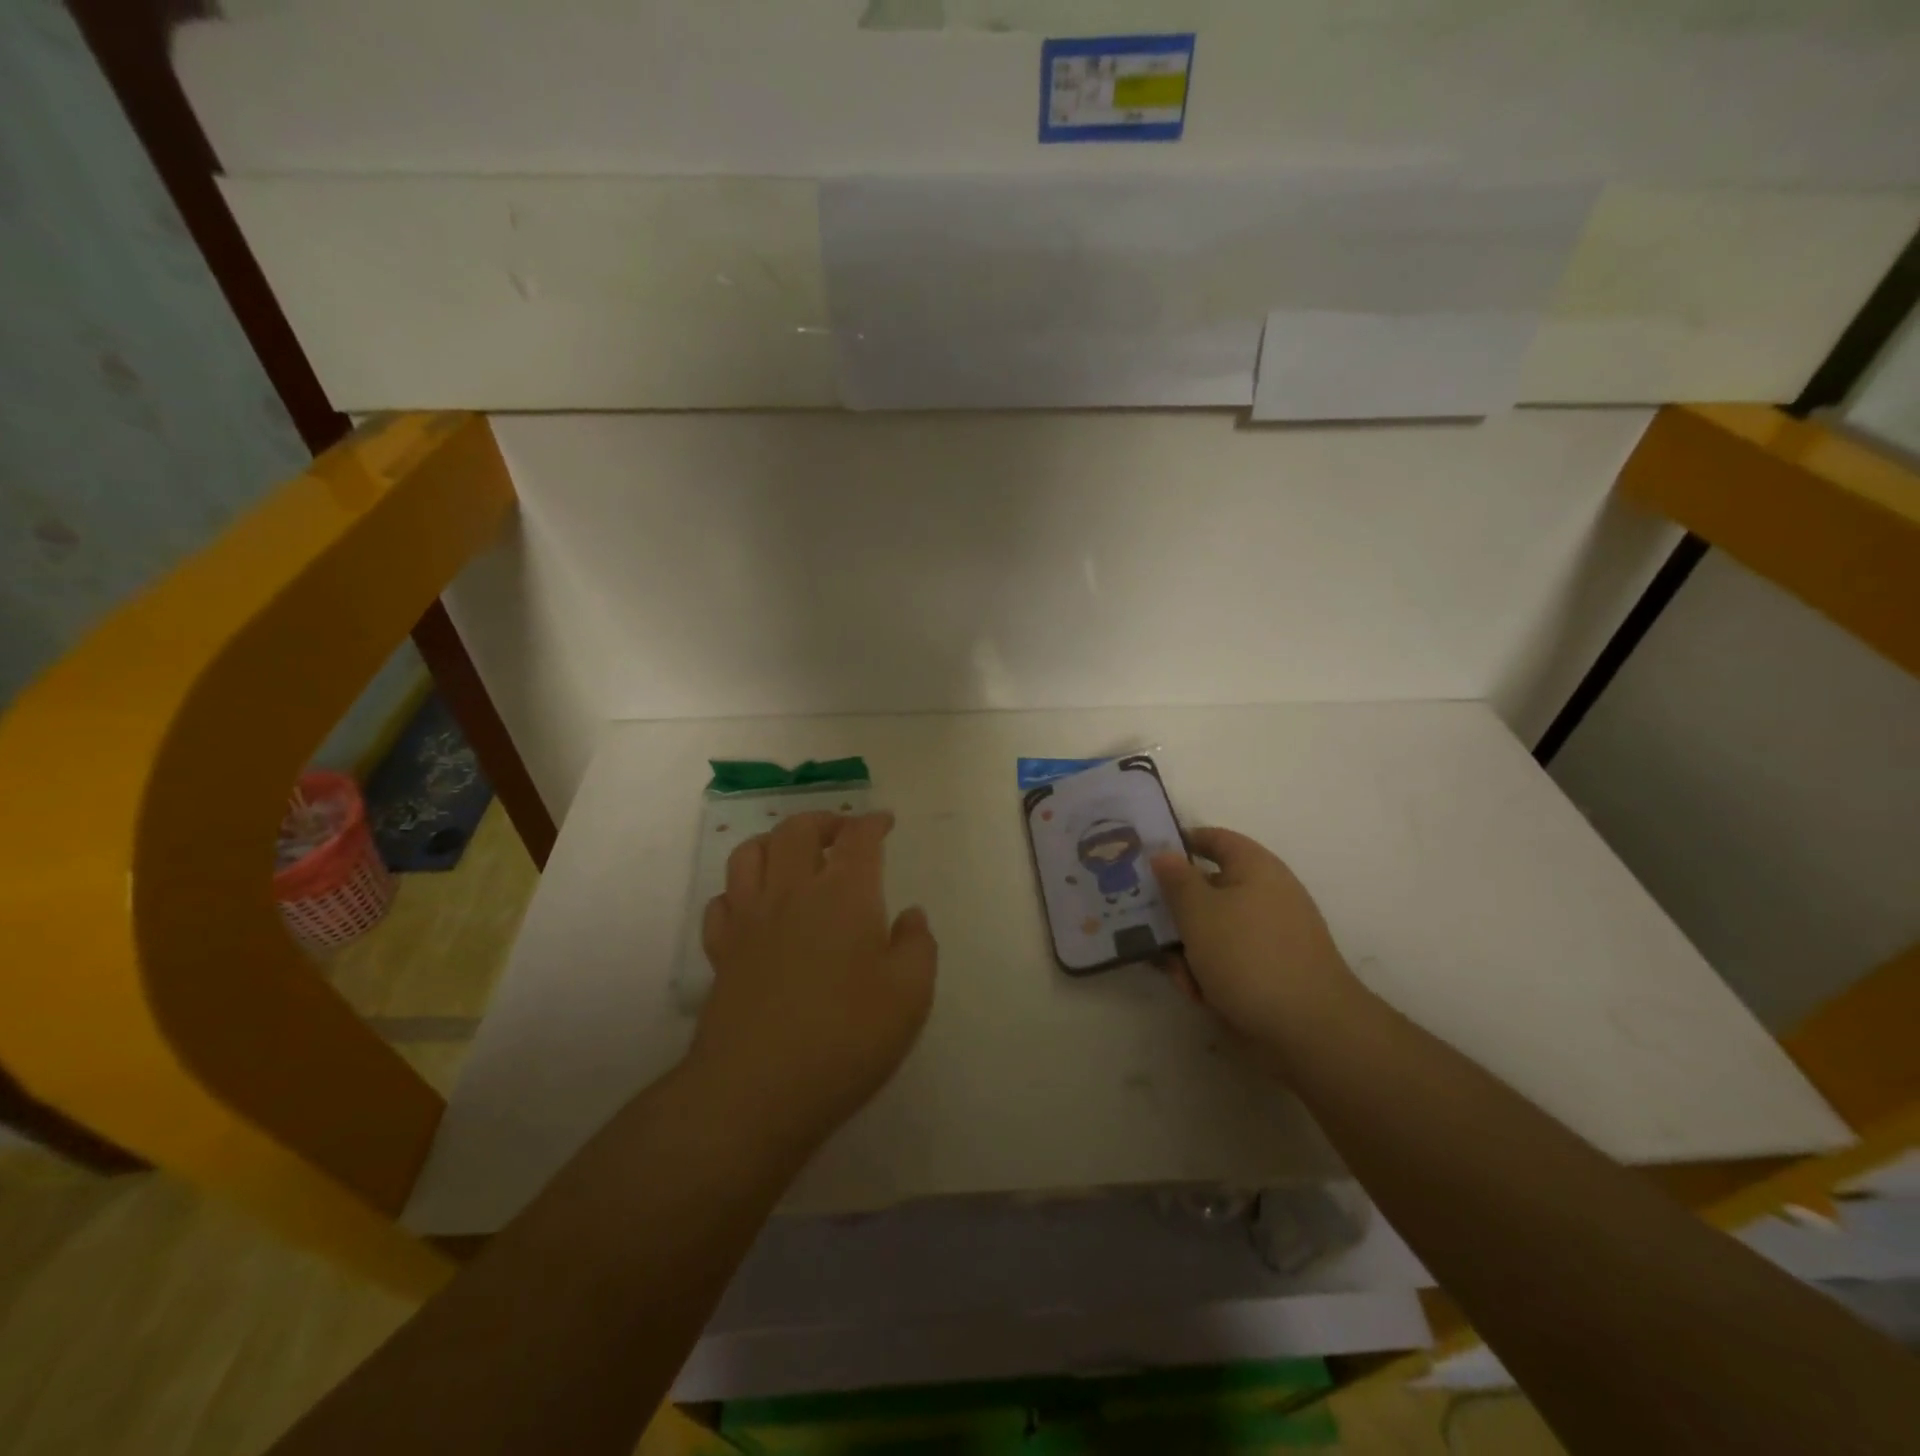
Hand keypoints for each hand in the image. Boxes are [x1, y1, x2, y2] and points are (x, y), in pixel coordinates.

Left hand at [691, 811, 937, 1149]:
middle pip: (797, 830)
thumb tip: (910, 916)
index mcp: (844, 894)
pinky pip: (722, 901)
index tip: (885, 823)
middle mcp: (792, 892)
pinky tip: (754, 905)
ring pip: (750, 853)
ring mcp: (750, 920)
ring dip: (774, 841)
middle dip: (823, 820)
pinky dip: (738, 890)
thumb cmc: (846, 1038)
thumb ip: (918, 946)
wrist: (756, 1089)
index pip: (858, 838)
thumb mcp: (910, 995)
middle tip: (842, 833)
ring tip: (793, 855)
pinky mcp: (721, 951)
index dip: (873, 823)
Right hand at [1151, 828, 1367, 1062]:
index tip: (1145, 857)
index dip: (1180, 843)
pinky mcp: (1270, 971)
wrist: (1309, 1030)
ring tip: (1174, 973)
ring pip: (1213, 929)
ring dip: (1187, 948)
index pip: (1214, 839)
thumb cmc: (1248, 955)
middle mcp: (1266, 895)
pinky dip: (1209, 972)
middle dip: (1175, 909)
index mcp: (1255, 868)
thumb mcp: (1198, 912)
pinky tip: (1197, 994)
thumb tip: (1164, 853)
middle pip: (1208, 889)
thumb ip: (1176, 880)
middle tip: (1140, 921)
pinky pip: (1229, 960)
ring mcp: (1270, 935)